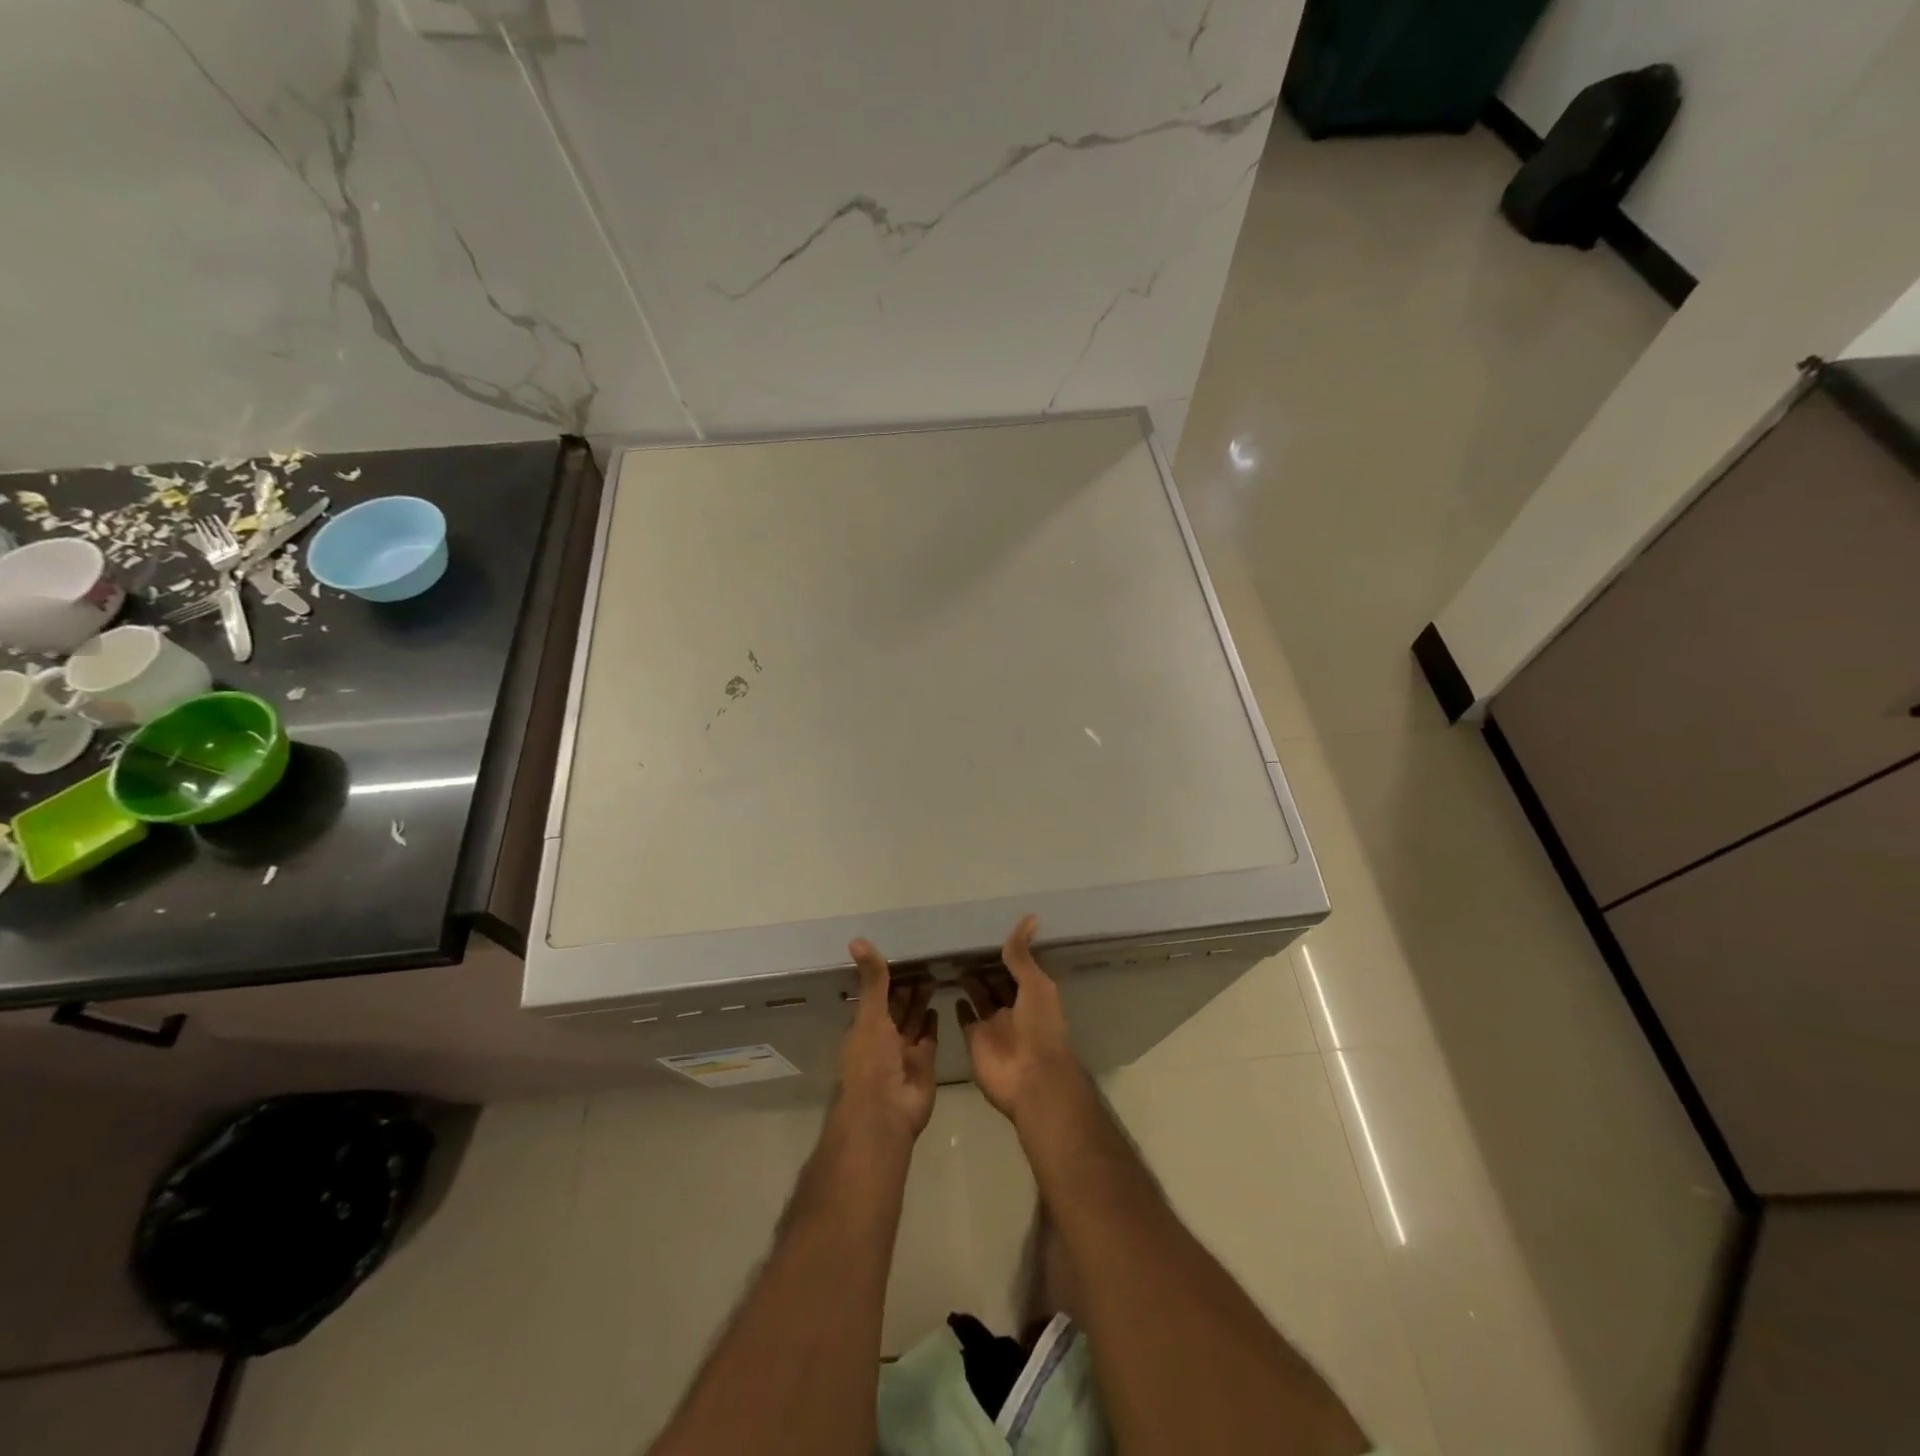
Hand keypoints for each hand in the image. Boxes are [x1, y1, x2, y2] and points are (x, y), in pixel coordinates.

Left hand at [838, 938, 938, 1140]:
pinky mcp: (924, 1064)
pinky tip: (938, 1006)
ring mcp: (904, 1052)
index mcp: (864, 1027)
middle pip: (898, 1007)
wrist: (885, 1113)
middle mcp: (883, 1038)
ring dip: (922, 1001)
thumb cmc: (872, 1061)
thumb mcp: (870, 1015)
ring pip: (914, 1021)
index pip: (878, 996)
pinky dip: (932, 1023)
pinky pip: (928, 1038)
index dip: (889, 978)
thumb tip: (856, 939)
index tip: (904, 955)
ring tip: (934, 976)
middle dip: (908, 988)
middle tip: (926, 961)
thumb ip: (872, 979)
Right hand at [958, 915, 1082, 1122]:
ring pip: (980, 996)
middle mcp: (1013, 1006)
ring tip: (951, 957)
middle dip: (983, 964)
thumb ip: (1023, 955)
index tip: (985, 929)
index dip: (1004, 951)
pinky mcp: (975, 1039)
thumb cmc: (1039, 1028)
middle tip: (960, 940)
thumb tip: (1030, 916)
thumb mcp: (1035, 985)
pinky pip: (966, 1019)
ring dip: (969, 980)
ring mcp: (993, 1024)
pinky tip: (949, 989)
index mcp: (1031, 993)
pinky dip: (960, 1006)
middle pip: (996, 980)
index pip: (1016, 966)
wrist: (1031, 1079)